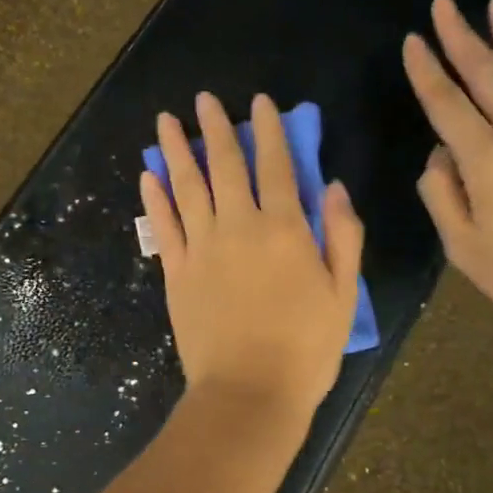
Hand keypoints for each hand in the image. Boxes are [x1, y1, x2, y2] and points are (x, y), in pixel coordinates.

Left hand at [141, 93, 365, 415]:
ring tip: (166, 121)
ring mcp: (202, 249)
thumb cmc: (306, 349)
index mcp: (285, 230)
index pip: (277, 166)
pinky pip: (163, 227)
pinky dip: (155, 199)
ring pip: (187, 188)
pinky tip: (148, 176)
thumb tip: (333, 187)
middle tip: (204, 99)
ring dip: (177, 152)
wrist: (249, 393)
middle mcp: (240, 228)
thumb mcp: (343, 294)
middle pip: (226, 166)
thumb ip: (343, 236)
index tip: (259, 103)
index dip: (269, 131)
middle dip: (216, 128)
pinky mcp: (176, 274)